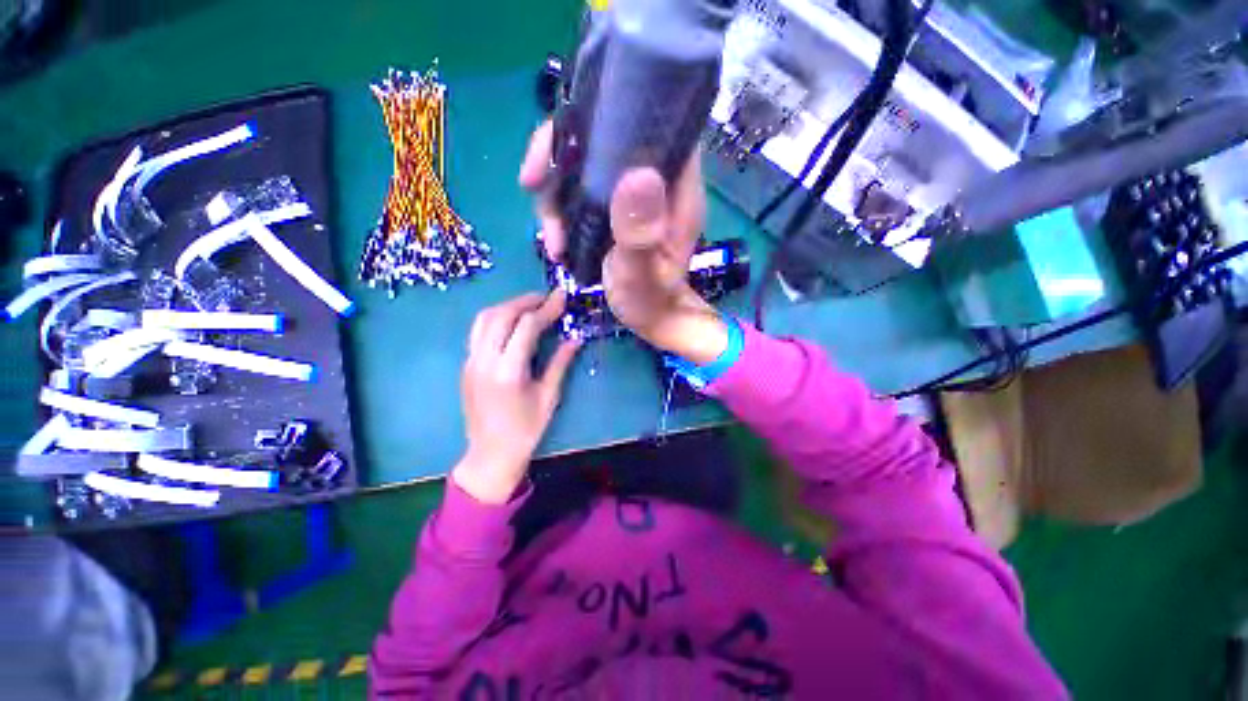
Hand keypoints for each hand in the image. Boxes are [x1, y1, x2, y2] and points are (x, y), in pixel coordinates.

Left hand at [453, 291, 580, 503]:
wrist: (491, 453)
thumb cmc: (526, 429)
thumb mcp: (549, 397)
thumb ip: (560, 363)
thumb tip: (575, 338)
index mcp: (509, 371)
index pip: (527, 326)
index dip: (547, 308)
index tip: (562, 297)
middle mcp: (485, 361)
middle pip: (501, 315)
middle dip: (525, 300)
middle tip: (547, 298)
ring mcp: (471, 362)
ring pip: (484, 319)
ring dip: (508, 305)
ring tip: (530, 305)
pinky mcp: (466, 365)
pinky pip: (478, 331)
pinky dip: (496, 318)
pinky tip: (512, 322)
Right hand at [519, 122, 726, 362]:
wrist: (650, 318)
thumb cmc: (650, 301)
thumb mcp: (641, 273)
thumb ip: (639, 233)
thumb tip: (637, 173)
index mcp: (673, 188)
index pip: (646, 123)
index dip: (603, 116)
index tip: (563, 144)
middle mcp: (653, 180)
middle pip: (603, 138)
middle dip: (562, 157)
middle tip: (533, 186)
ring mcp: (630, 193)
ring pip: (585, 165)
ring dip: (555, 194)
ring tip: (552, 240)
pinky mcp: (613, 207)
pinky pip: (579, 190)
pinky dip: (559, 209)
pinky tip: (555, 240)